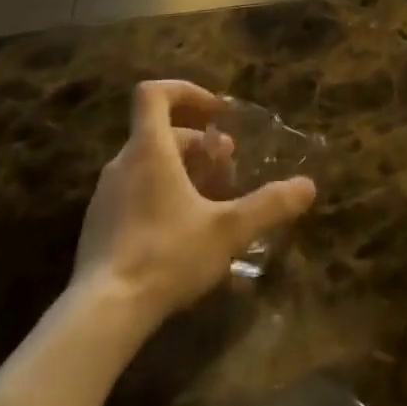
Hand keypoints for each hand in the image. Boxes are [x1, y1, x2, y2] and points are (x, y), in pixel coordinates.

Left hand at [73, 81, 315, 327]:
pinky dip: (162, 198)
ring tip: (211, 202)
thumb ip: (269, 205)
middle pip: (160, 133)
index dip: (187, 91)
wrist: (101, 314)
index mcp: (149, 150)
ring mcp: (105, 197)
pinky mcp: (99, 228)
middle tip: (228, 168)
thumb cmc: (166, 256)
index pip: (154, 93)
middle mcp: (122, 164)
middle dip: (199, 144)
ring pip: (148, 165)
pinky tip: (184, 236)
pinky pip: (135, 195)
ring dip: (182, 172)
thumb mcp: (228, 230)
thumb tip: (307, 186)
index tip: (217, 113)